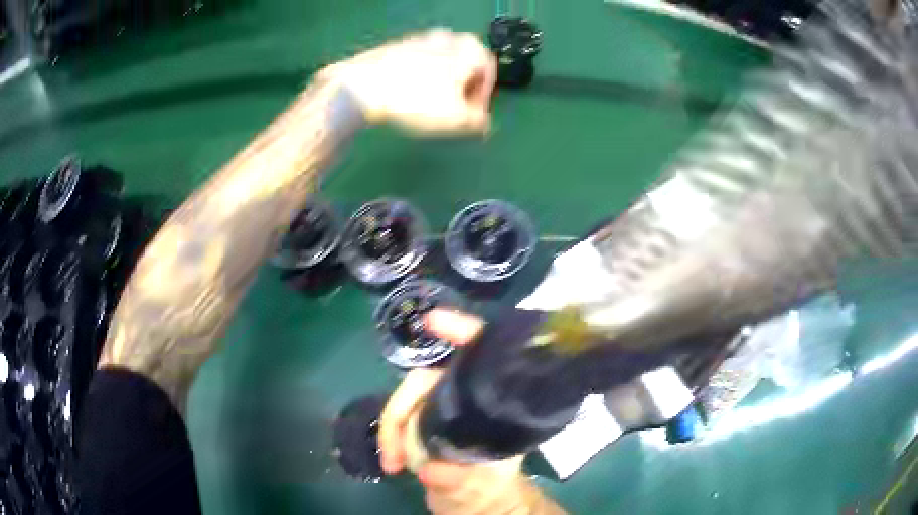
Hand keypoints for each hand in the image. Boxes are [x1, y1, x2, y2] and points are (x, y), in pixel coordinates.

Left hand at [320, 29, 496, 134]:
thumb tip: (482, 123)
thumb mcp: (458, 119)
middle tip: (452, 112)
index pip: (488, 74)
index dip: (483, 99)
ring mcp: (419, 39)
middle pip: (464, 67)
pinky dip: (418, 79)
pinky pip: (416, 65)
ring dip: (440, 85)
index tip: (471, 118)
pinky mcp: (395, 47)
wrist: (363, 86)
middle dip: (461, 91)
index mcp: (470, 48)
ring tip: (427, 108)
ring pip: (440, 65)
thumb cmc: (419, 100)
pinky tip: (407, 97)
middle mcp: (449, 37)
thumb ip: (479, 122)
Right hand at [378, 309, 564, 514]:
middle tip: (394, 453)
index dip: (463, 330)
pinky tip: (392, 460)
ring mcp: (445, 412)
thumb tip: (428, 468)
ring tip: (393, 463)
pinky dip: (390, 436)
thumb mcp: (481, 488)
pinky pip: (401, 419)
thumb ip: (460, 479)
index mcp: (495, 406)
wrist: (478, 507)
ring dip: (392, 428)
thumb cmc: (491, 493)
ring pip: (408, 400)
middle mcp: (469, 400)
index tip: (433, 321)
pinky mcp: (426, 426)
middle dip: (402, 409)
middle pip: (427, 381)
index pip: (484, 356)